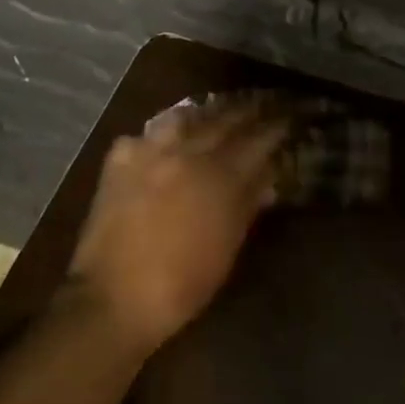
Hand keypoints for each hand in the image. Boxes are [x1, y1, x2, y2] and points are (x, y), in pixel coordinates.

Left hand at [69, 101, 286, 355]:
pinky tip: (166, 141)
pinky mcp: (119, 159)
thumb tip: (267, 175)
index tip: (290, 116)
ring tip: (217, 115)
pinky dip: (162, 134)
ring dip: (205, 115)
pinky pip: (146, 133)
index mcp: (220, 176)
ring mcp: (149, 151)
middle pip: (224, 120)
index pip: (258, 139)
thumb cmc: (182, 284)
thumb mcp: (227, 247)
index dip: (277, 126)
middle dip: (248, 111)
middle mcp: (186, 153)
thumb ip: (247, 204)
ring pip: (184, 117)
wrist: (114, 297)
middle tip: (263, 106)